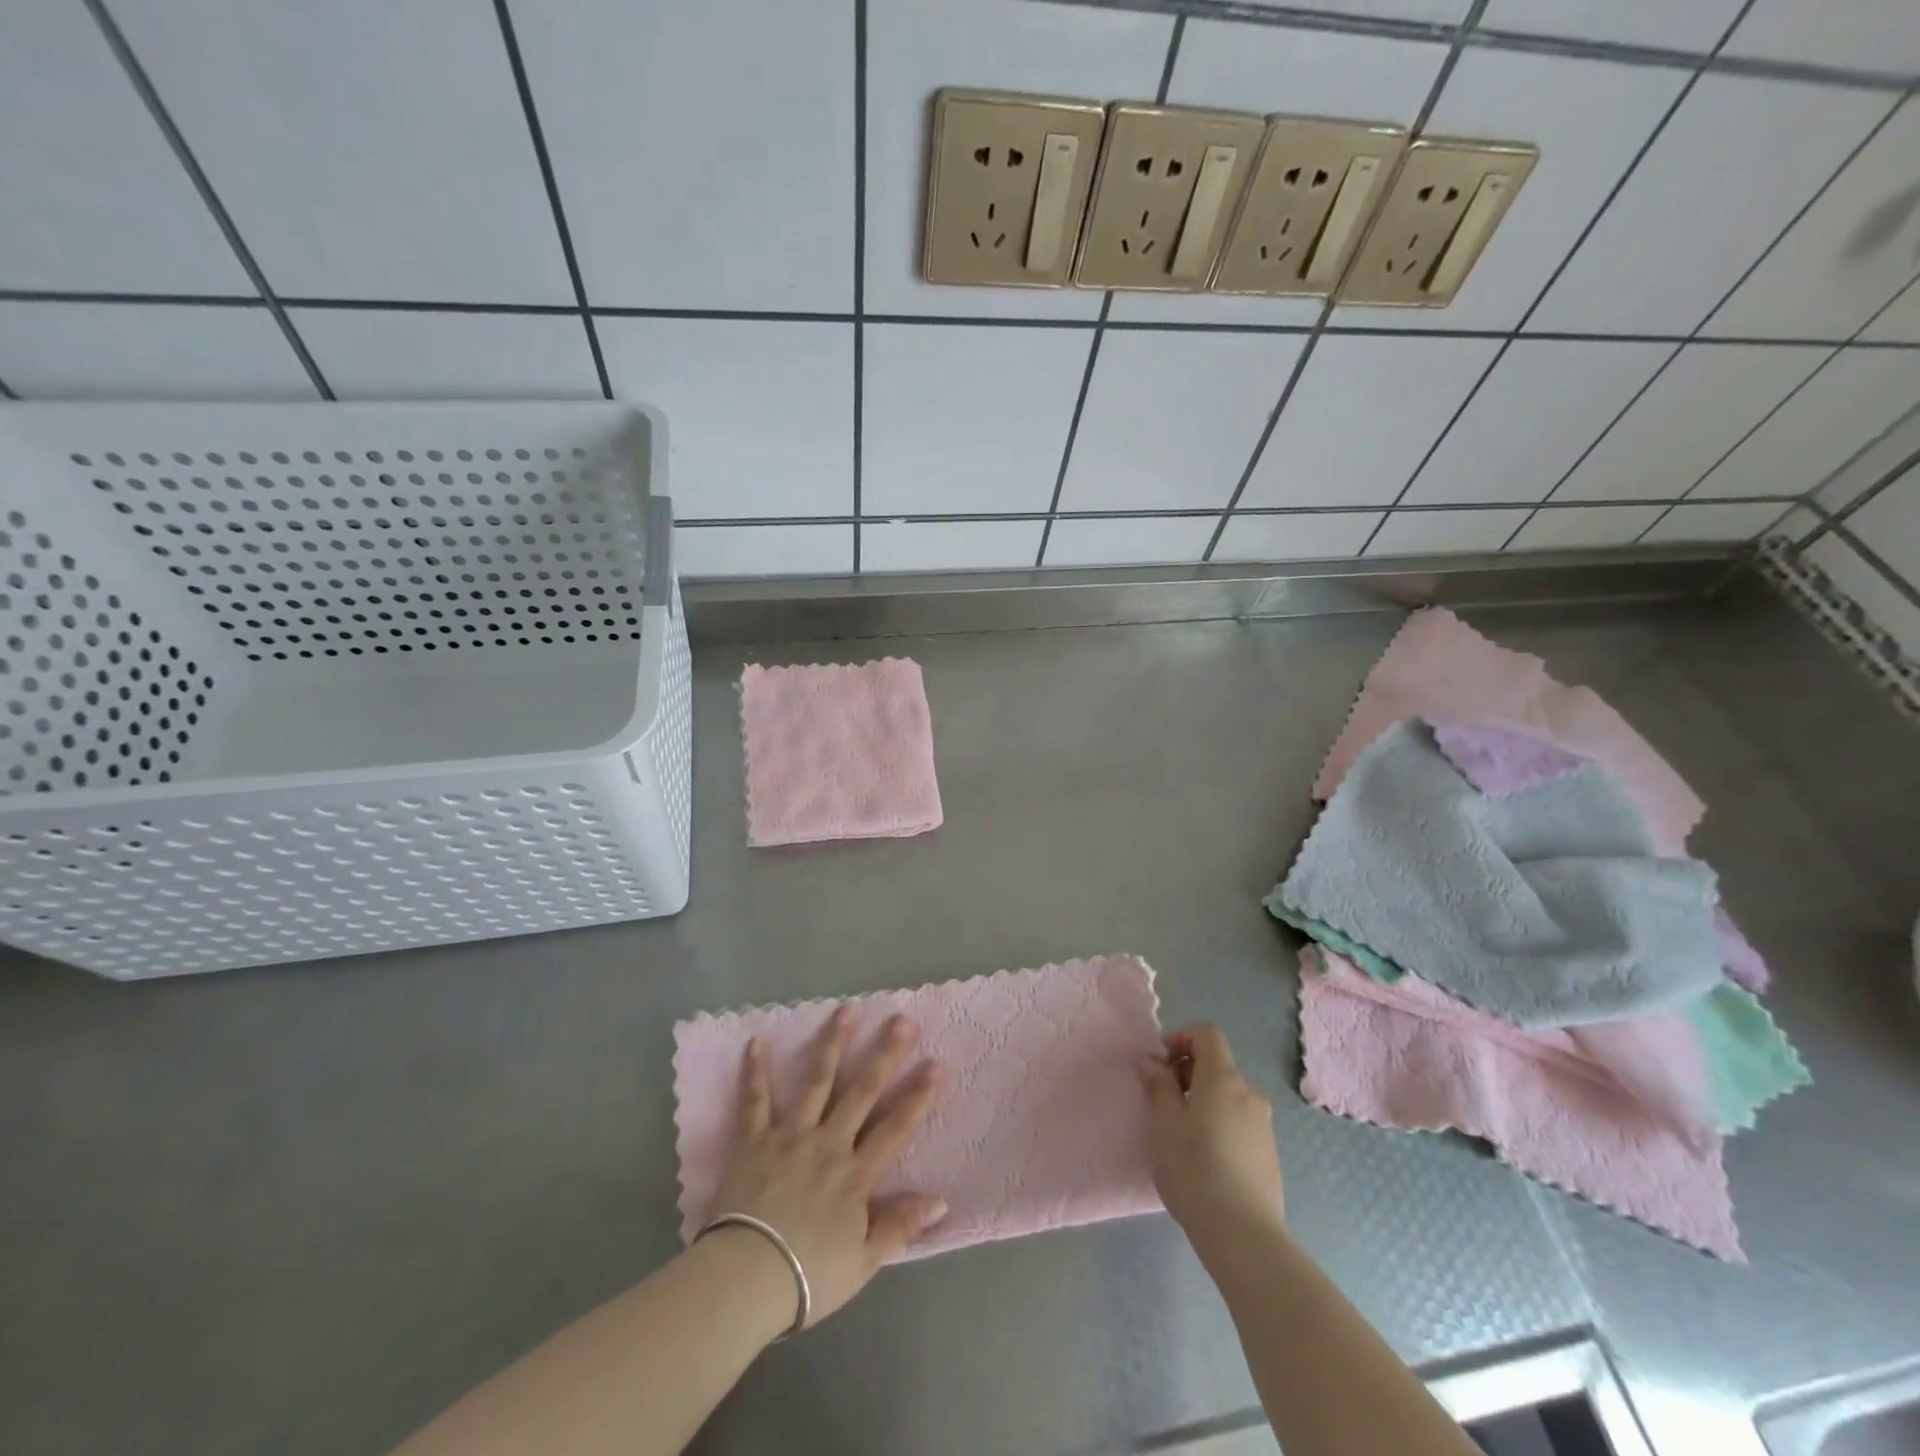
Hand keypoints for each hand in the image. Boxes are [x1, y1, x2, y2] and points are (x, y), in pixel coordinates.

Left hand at [706, 1008, 946, 1329]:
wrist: (745, 1280)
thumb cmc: (807, 1276)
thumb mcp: (863, 1261)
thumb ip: (899, 1226)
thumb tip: (940, 1200)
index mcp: (855, 1172)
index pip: (895, 1127)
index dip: (918, 1095)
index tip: (937, 1063)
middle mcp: (828, 1142)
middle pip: (862, 1091)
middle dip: (884, 1053)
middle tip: (902, 1019)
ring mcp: (790, 1135)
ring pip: (816, 1081)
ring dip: (833, 1043)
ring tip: (847, 1009)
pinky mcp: (754, 1140)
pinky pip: (755, 1100)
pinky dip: (755, 1071)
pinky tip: (757, 1040)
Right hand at [1141, 1023, 1283, 1250]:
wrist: (1244, 1235)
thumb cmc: (1194, 1168)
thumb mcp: (1163, 1122)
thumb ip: (1157, 1084)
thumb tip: (1150, 1059)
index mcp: (1223, 1078)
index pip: (1207, 1034)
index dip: (1180, 1039)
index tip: (1160, 1067)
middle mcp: (1249, 1094)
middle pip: (1216, 1066)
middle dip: (1186, 1075)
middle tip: (1162, 1105)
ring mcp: (1263, 1126)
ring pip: (1227, 1098)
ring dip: (1202, 1103)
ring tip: (1180, 1137)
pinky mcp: (1268, 1155)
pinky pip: (1238, 1124)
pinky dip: (1218, 1127)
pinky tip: (1204, 1162)